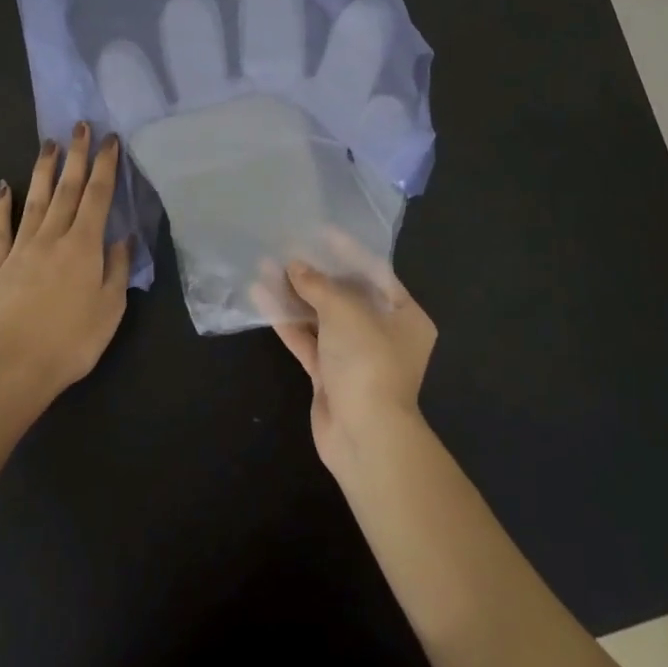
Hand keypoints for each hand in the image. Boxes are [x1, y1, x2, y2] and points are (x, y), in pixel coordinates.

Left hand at [0, 123, 131, 401]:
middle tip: (80, 125)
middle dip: (76, 155)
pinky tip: (4, 186)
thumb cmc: (70, 342)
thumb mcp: (110, 309)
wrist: (11, 368)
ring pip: (36, 200)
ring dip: (45, 170)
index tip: (110, 140)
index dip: (105, 166)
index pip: (98, 197)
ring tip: (49, 143)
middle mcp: (52, 238)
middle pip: (67, 189)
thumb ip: (117, 269)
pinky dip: (2, 205)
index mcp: (84, 247)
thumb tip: (122, 238)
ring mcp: (20, 249)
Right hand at [254, 234, 437, 474]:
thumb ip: (319, 285)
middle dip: (316, 273)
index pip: (375, 273)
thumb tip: (295, 266)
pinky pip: (307, 340)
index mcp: (405, 315)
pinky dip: (287, 321)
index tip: (321, 231)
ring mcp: (354, 356)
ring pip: (322, 318)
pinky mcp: (329, 375)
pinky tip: (262, 298)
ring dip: (296, 295)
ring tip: (266, 266)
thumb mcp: (346, 312)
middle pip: (346, 295)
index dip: (347, 251)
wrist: (364, 435)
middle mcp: (384, 333)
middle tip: (287, 247)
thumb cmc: (368, 361)